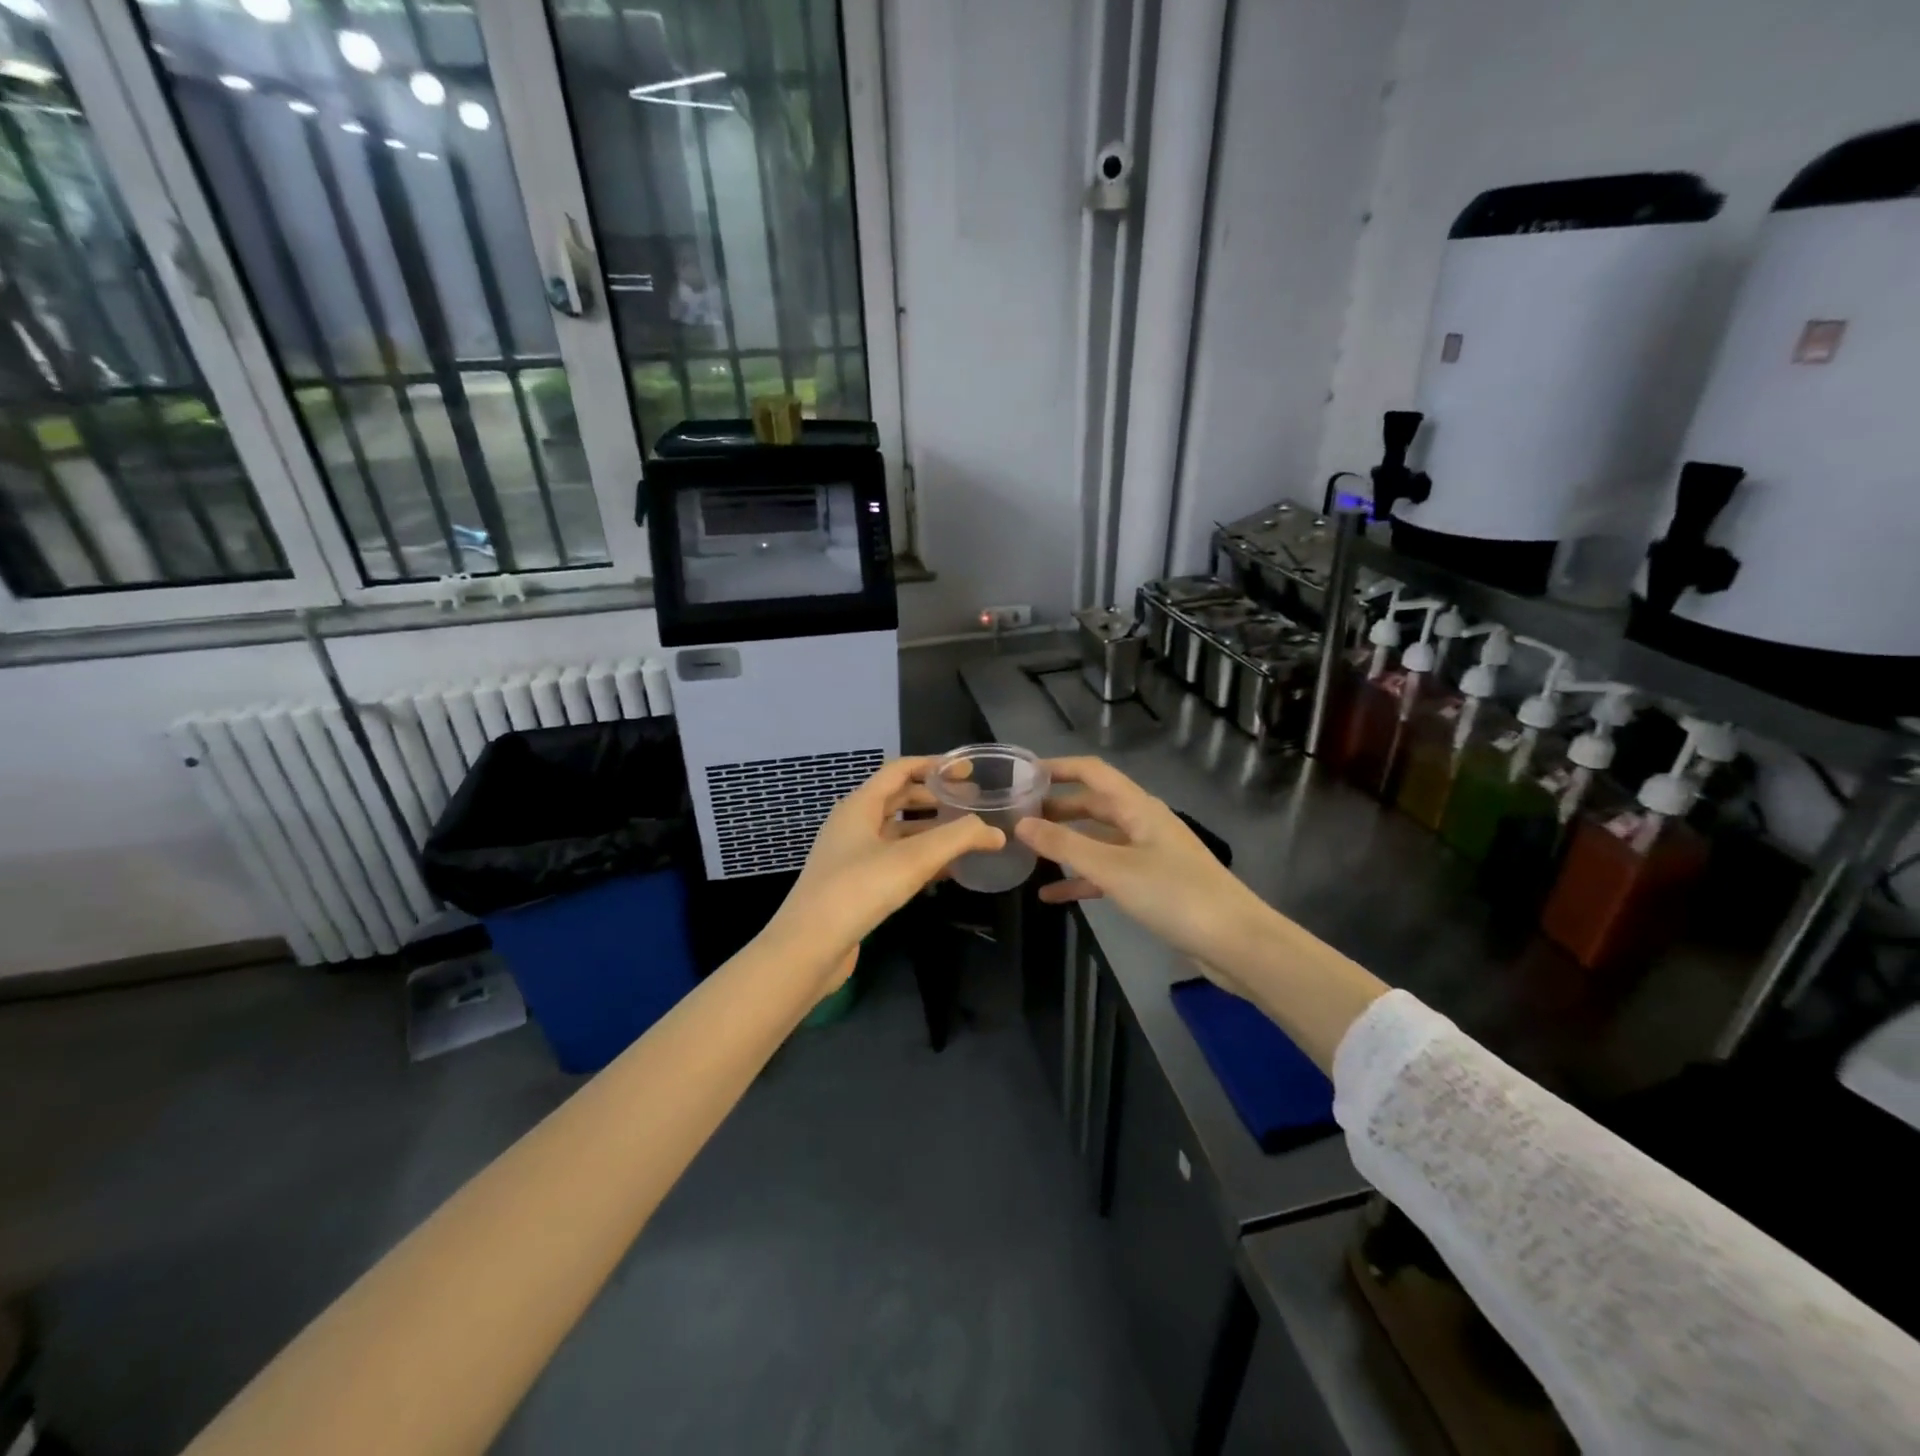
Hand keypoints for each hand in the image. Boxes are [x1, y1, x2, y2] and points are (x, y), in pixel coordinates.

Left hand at [766, 757, 1004, 990]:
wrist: (808, 947)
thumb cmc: (859, 889)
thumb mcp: (914, 859)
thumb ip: (958, 839)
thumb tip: (995, 832)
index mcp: (859, 805)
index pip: (900, 769)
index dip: (934, 765)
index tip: (967, 771)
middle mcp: (852, 824)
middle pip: (898, 799)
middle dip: (935, 799)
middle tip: (972, 805)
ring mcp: (850, 855)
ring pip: (897, 832)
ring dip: (929, 831)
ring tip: (965, 837)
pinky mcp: (853, 884)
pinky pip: (892, 860)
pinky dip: (919, 859)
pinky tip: (945, 873)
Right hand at [1016, 757, 1271, 993]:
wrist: (1236, 943)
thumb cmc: (1175, 896)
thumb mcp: (1113, 869)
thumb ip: (1065, 845)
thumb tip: (1021, 824)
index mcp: (1138, 807)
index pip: (1091, 772)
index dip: (1057, 768)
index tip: (1020, 775)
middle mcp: (1143, 822)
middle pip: (1092, 804)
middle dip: (1055, 808)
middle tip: (1015, 816)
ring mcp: (1149, 854)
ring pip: (1098, 839)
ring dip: (1065, 844)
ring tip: (1026, 852)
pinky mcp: (1153, 884)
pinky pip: (1108, 872)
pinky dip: (1082, 879)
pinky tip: (1052, 895)